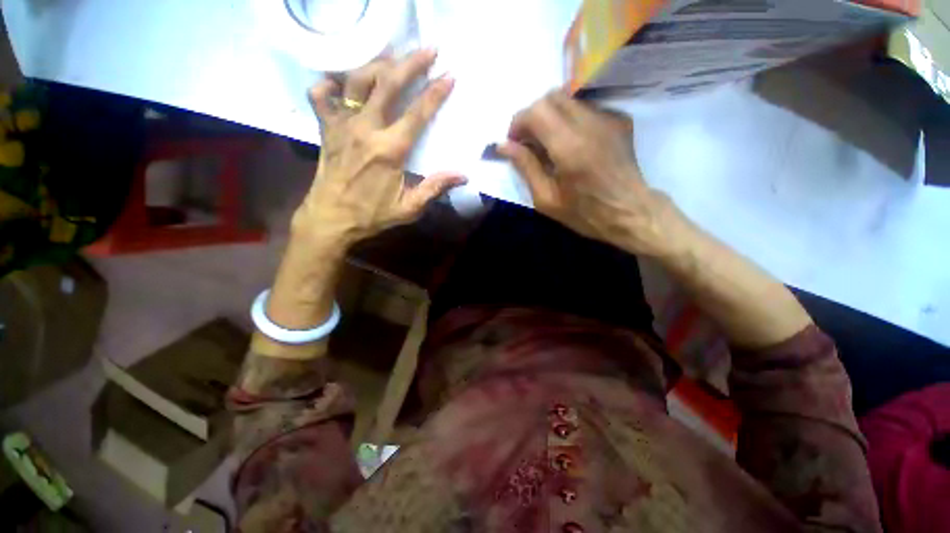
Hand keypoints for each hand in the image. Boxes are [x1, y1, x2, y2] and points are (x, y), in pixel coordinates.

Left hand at [293, 50, 464, 247]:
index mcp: (390, 150)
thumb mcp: (409, 208)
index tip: (449, 75)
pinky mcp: (325, 127)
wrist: (331, 219)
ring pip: (356, 80)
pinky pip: (321, 95)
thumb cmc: (372, 215)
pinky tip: (342, 83)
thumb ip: (435, 188)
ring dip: (377, 64)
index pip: (417, 113)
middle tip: (428, 50)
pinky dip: (330, 83)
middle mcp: (365, 129)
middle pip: (387, 84)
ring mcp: (341, 124)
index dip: (435, 92)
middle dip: (410, 63)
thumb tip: (462, 176)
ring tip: (393, 59)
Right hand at [499, 90, 682, 256]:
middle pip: (551, 97)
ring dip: (551, 116)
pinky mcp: (619, 119)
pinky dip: (570, 119)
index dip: (518, 122)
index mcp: (569, 148)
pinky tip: (572, 142)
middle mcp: (590, 124)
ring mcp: (608, 118)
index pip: (536, 111)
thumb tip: (503, 146)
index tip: (514, 142)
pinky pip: (586, 107)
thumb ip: (525, 167)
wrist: (631, 213)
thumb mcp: (546, 199)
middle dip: (533, 115)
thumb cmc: (585, 214)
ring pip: (569, 98)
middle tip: (530, 141)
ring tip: (550, 143)